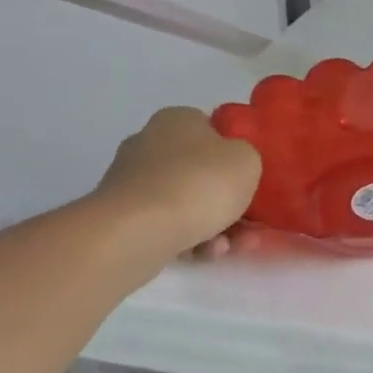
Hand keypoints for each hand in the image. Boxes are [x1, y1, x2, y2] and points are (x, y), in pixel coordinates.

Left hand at [95, 107, 261, 259]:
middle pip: (201, 172)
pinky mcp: (121, 217)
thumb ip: (246, 157)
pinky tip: (202, 253)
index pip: (212, 130)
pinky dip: (189, 239)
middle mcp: (149, 143)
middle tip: (248, 224)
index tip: (250, 179)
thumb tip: (231, 165)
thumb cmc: (200, 184)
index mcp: (177, 119)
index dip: (235, 154)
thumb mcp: (248, 160)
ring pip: (187, 203)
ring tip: (230, 247)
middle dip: (227, 201)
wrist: (138, 231)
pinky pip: (167, 225)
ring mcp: (131, 182)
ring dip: (214, 225)